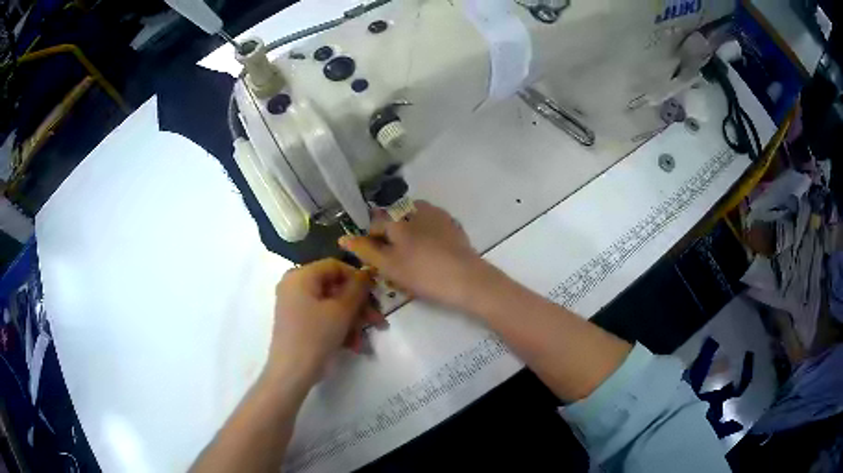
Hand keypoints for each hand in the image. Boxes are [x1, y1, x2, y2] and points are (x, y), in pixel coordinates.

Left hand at [268, 259, 383, 379]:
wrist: (292, 372)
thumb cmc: (315, 335)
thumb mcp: (341, 311)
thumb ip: (357, 288)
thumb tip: (366, 272)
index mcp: (300, 276)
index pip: (335, 266)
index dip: (358, 278)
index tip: (376, 293)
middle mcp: (295, 286)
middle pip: (334, 288)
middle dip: (358, 306)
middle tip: (378, 320)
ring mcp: (295, 305)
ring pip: (331, 305)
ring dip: (352, 321)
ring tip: (364, 339)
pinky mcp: (298, 323)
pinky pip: (323, 317)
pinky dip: (339, 328)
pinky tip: (353, 345)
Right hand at [339, 201, 485, 309]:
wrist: (466, 279)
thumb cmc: (422, 273)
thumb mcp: (389, 266)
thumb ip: (365, 250)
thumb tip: (343, 238)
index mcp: (397, 218)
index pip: (375, 224)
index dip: (372, 241)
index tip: (377, 260)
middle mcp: (415, 208)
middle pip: (394, 219)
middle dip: (390, 235)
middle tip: (396, 260)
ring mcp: (437, 214)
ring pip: (413, 219)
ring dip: (408, 232)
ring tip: (413, 256)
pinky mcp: (452, 223)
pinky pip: (431, 224)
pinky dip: (426, 234)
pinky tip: (431, 252)